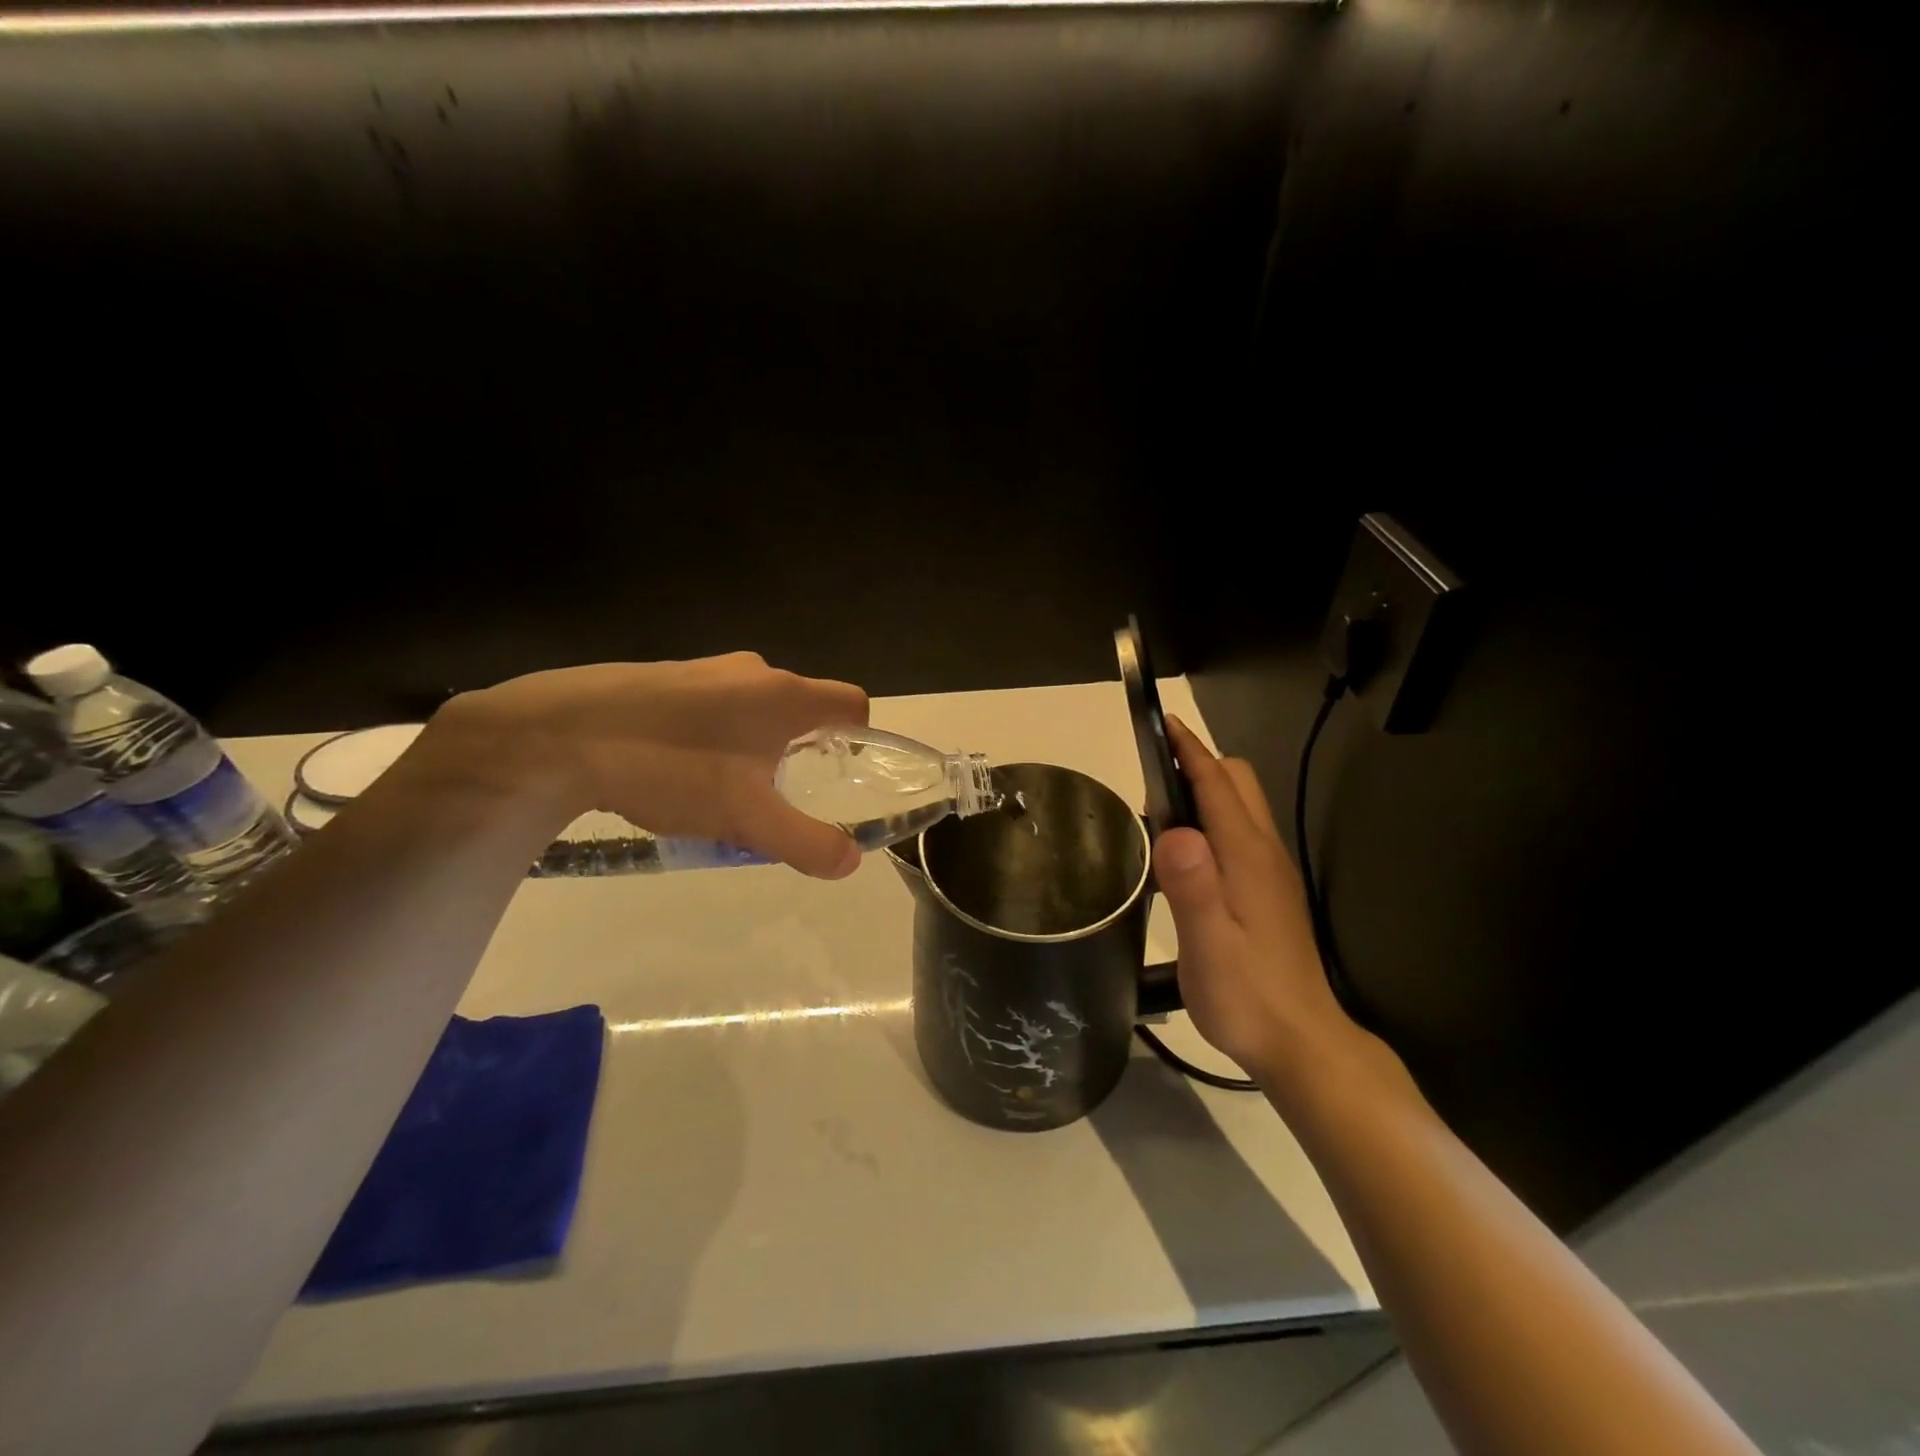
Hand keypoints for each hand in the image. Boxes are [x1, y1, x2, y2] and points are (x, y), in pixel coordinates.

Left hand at [419, 654, 869, 878]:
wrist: (558, 733)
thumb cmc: (671, 768)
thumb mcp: (746, 818)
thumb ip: (805, 842)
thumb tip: (851, 861)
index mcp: (785, 695)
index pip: (851, 703)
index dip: (858, 737)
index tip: (836, 774)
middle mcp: (753, 671)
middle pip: (802, 708)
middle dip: (802, 751)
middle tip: (776, 796)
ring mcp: (705, 669)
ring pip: (755, 709)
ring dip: (756, 746)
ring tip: (723, 792)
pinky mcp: (666, 677)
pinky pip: (714, 706)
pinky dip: (716, 736)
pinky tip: (678, 772)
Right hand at [1154, 716, 1355, 1082]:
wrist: (1302, 1042)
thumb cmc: (1247, 995)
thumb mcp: (1208, 945)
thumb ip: (1192, 886)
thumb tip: (1172, 830)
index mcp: (1246, 856)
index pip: (1217, 783)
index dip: (1189, 749)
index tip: (1162, 721)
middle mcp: (1264, 852)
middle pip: (1238, 782)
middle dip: (1200, 762)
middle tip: (1153, 775)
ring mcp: (1271, 872)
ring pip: (1242, 806)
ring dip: (1206, 790)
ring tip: (1160, 810)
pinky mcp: (1270, 891)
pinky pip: (1240, 833)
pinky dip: (1213, 819)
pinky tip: (1187, 854)